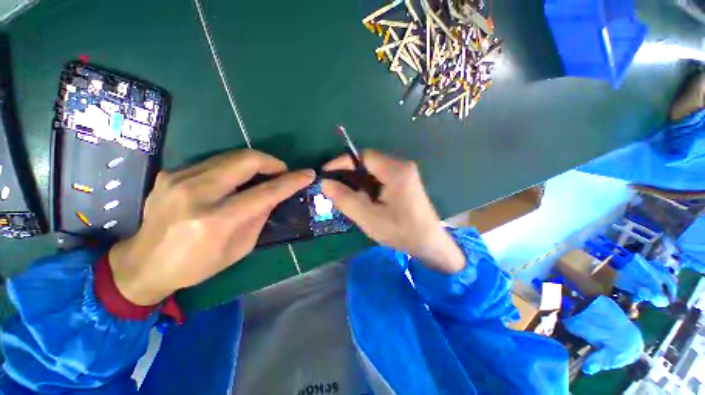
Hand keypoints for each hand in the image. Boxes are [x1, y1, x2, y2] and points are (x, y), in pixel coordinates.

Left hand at [109, 150, 314, 304]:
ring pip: (230, 156)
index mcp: (217, 220)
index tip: (307, 174)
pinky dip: (232, 168)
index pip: (265, 192)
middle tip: (281, 171)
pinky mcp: (170, 173)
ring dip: (254, 163)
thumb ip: (259, 217)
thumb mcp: (239, 248)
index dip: (291, 181)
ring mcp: (179, 179)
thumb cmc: (197, 264)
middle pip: (246, 161)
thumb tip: (273, 196)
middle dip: (272, 162)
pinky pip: (213, 162)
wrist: (143, 263)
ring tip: (262, 175)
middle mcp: (197, 193)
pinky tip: (234, 180)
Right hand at [322, 150, 464, 272]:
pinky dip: (368, 185)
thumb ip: (346, 199)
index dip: (342, 162)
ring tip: (347, 195)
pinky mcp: (405, 182)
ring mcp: (405, 173)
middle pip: (369, 162)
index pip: (364, 156)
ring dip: (358, 180)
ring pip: (374, 170)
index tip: (326, 173)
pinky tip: (363, 199)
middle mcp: (402, 166)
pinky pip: (381, 177)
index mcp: (396, 171)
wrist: (430, 244)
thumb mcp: (369, 218)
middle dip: (350, 173)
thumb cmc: (401, 232)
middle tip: (335, 187)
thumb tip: (325, 183)